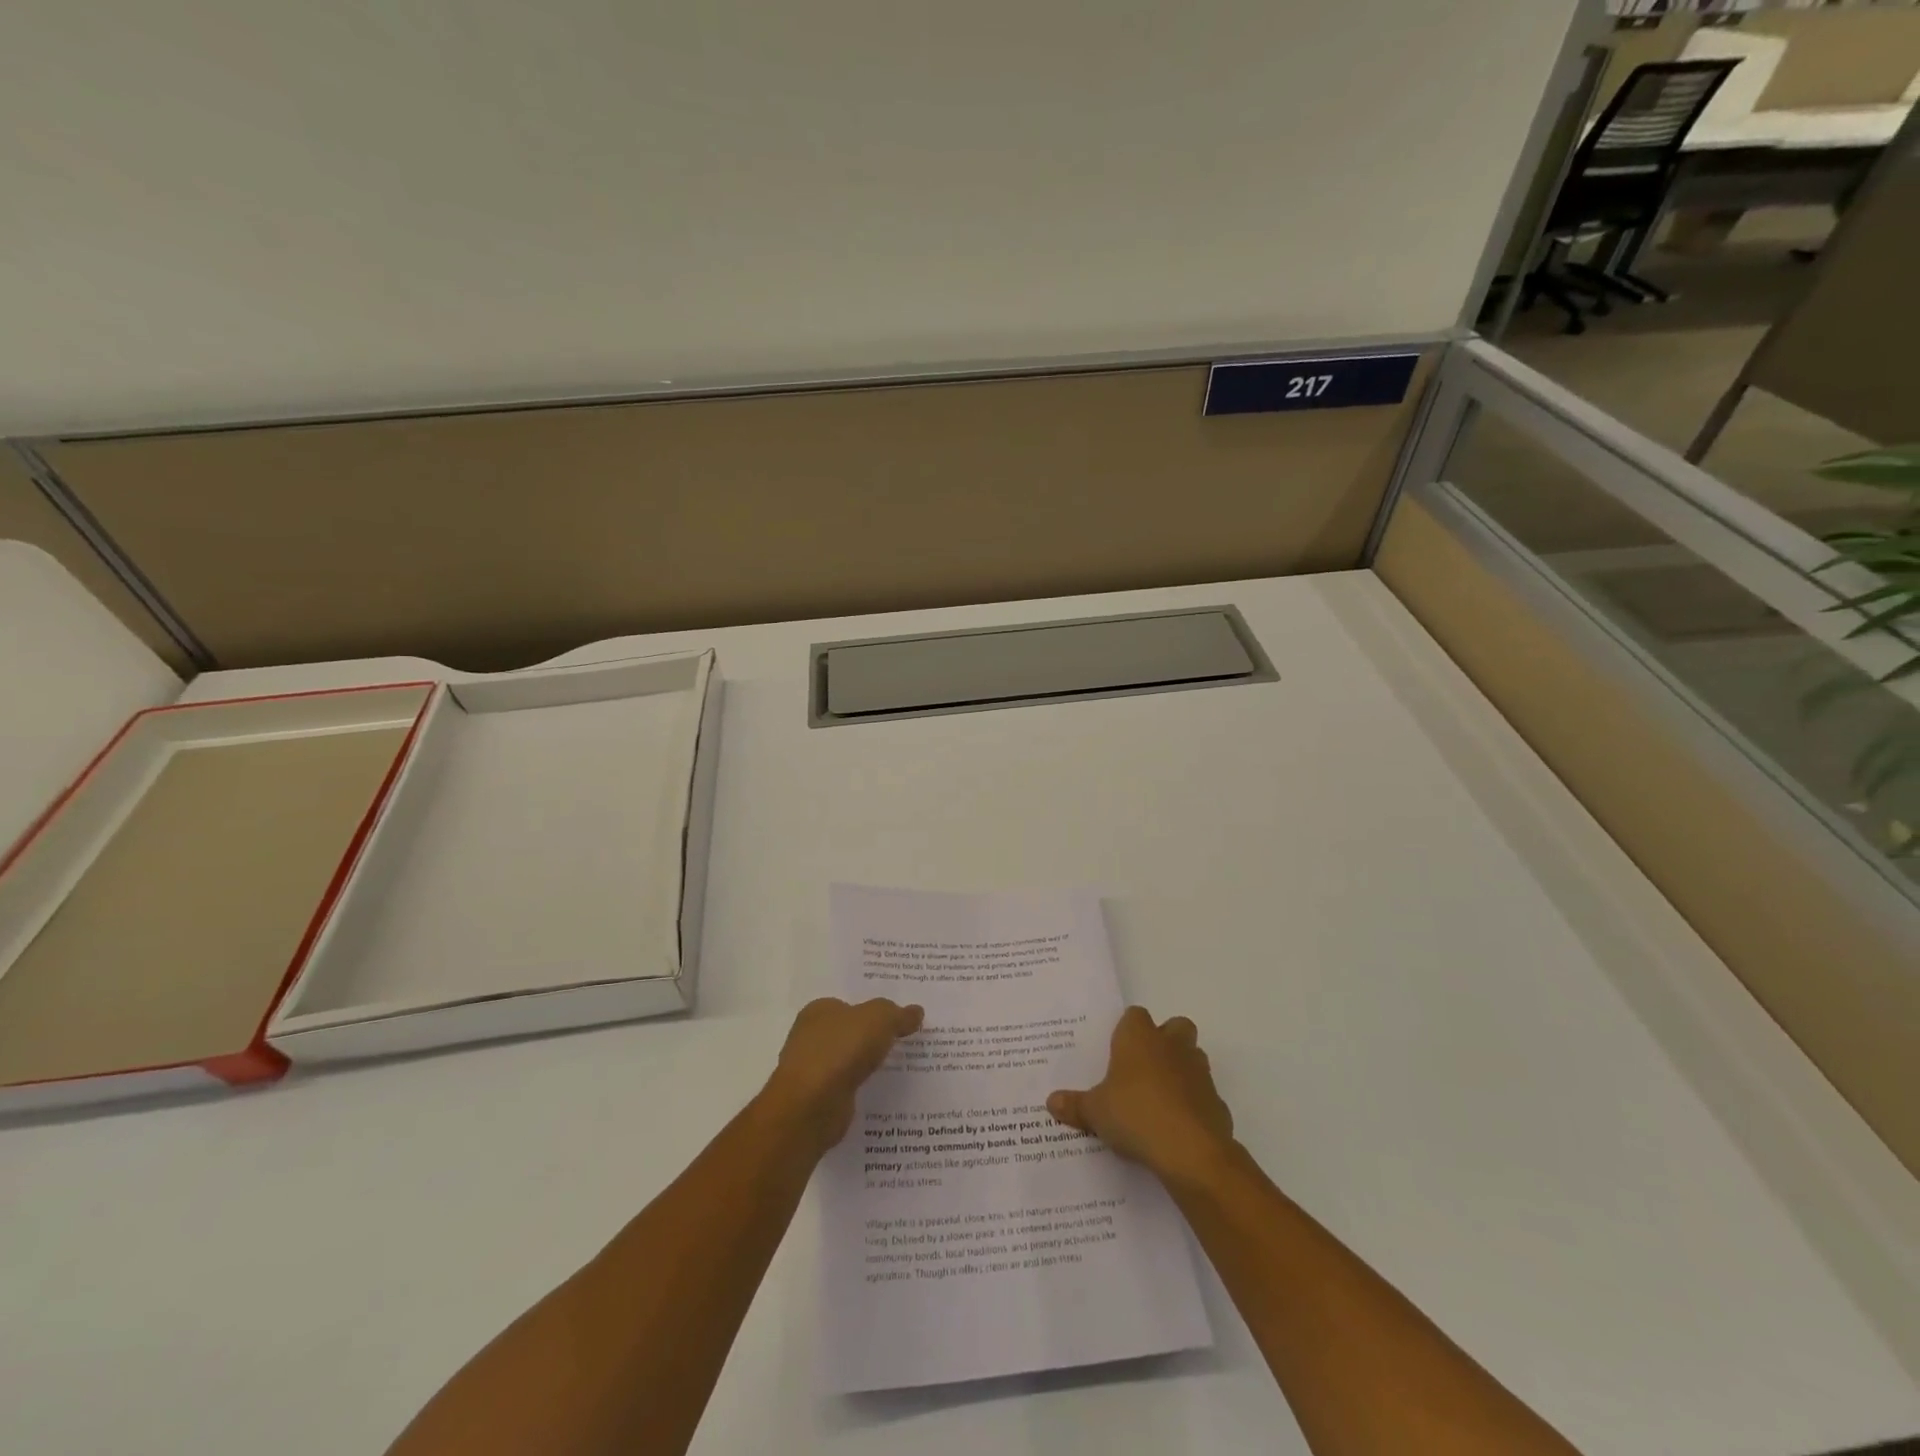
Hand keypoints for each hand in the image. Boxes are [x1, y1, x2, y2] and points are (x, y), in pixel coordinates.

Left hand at [759, 997, 922, 1157]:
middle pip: (848, 1033)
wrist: (812, 1106)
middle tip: (905, 1041)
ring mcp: (812, 1070)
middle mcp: (810, 1037)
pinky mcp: (818, 1100)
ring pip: (848, 1061)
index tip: (897, 1018)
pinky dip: (861, 1088)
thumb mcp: (879, 1019)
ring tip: (901, 1068)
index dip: (873, 1011)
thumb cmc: (841, 1050)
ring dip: (867, 1064)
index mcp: (819, 1010)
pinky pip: (847, 1087)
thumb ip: (898, 1014)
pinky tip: (882, 1091)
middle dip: (871, 1037)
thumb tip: (916, 1012)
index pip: (849, 1005)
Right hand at [1047, 1006, 1234, 1186]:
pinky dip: (1194, 1104)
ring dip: (1181, 1070)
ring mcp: (1199, 1072)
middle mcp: (1172, 1046)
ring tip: (1159, 1098)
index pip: (1135, 1015)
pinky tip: (1178, 1127)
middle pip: (1175, 1026)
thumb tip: (1051, 1102)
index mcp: (1139, 1038)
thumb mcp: (1095, 1112)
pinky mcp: (1217, 1102)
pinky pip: (1204, 1095)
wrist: (1191, 1151)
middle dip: (1165, 1040)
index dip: (1127, 1030)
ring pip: (1194, 1057)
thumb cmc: (1135, 1115)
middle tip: (1144, 1067)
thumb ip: (1075, 1105)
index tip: (1117, 1051)